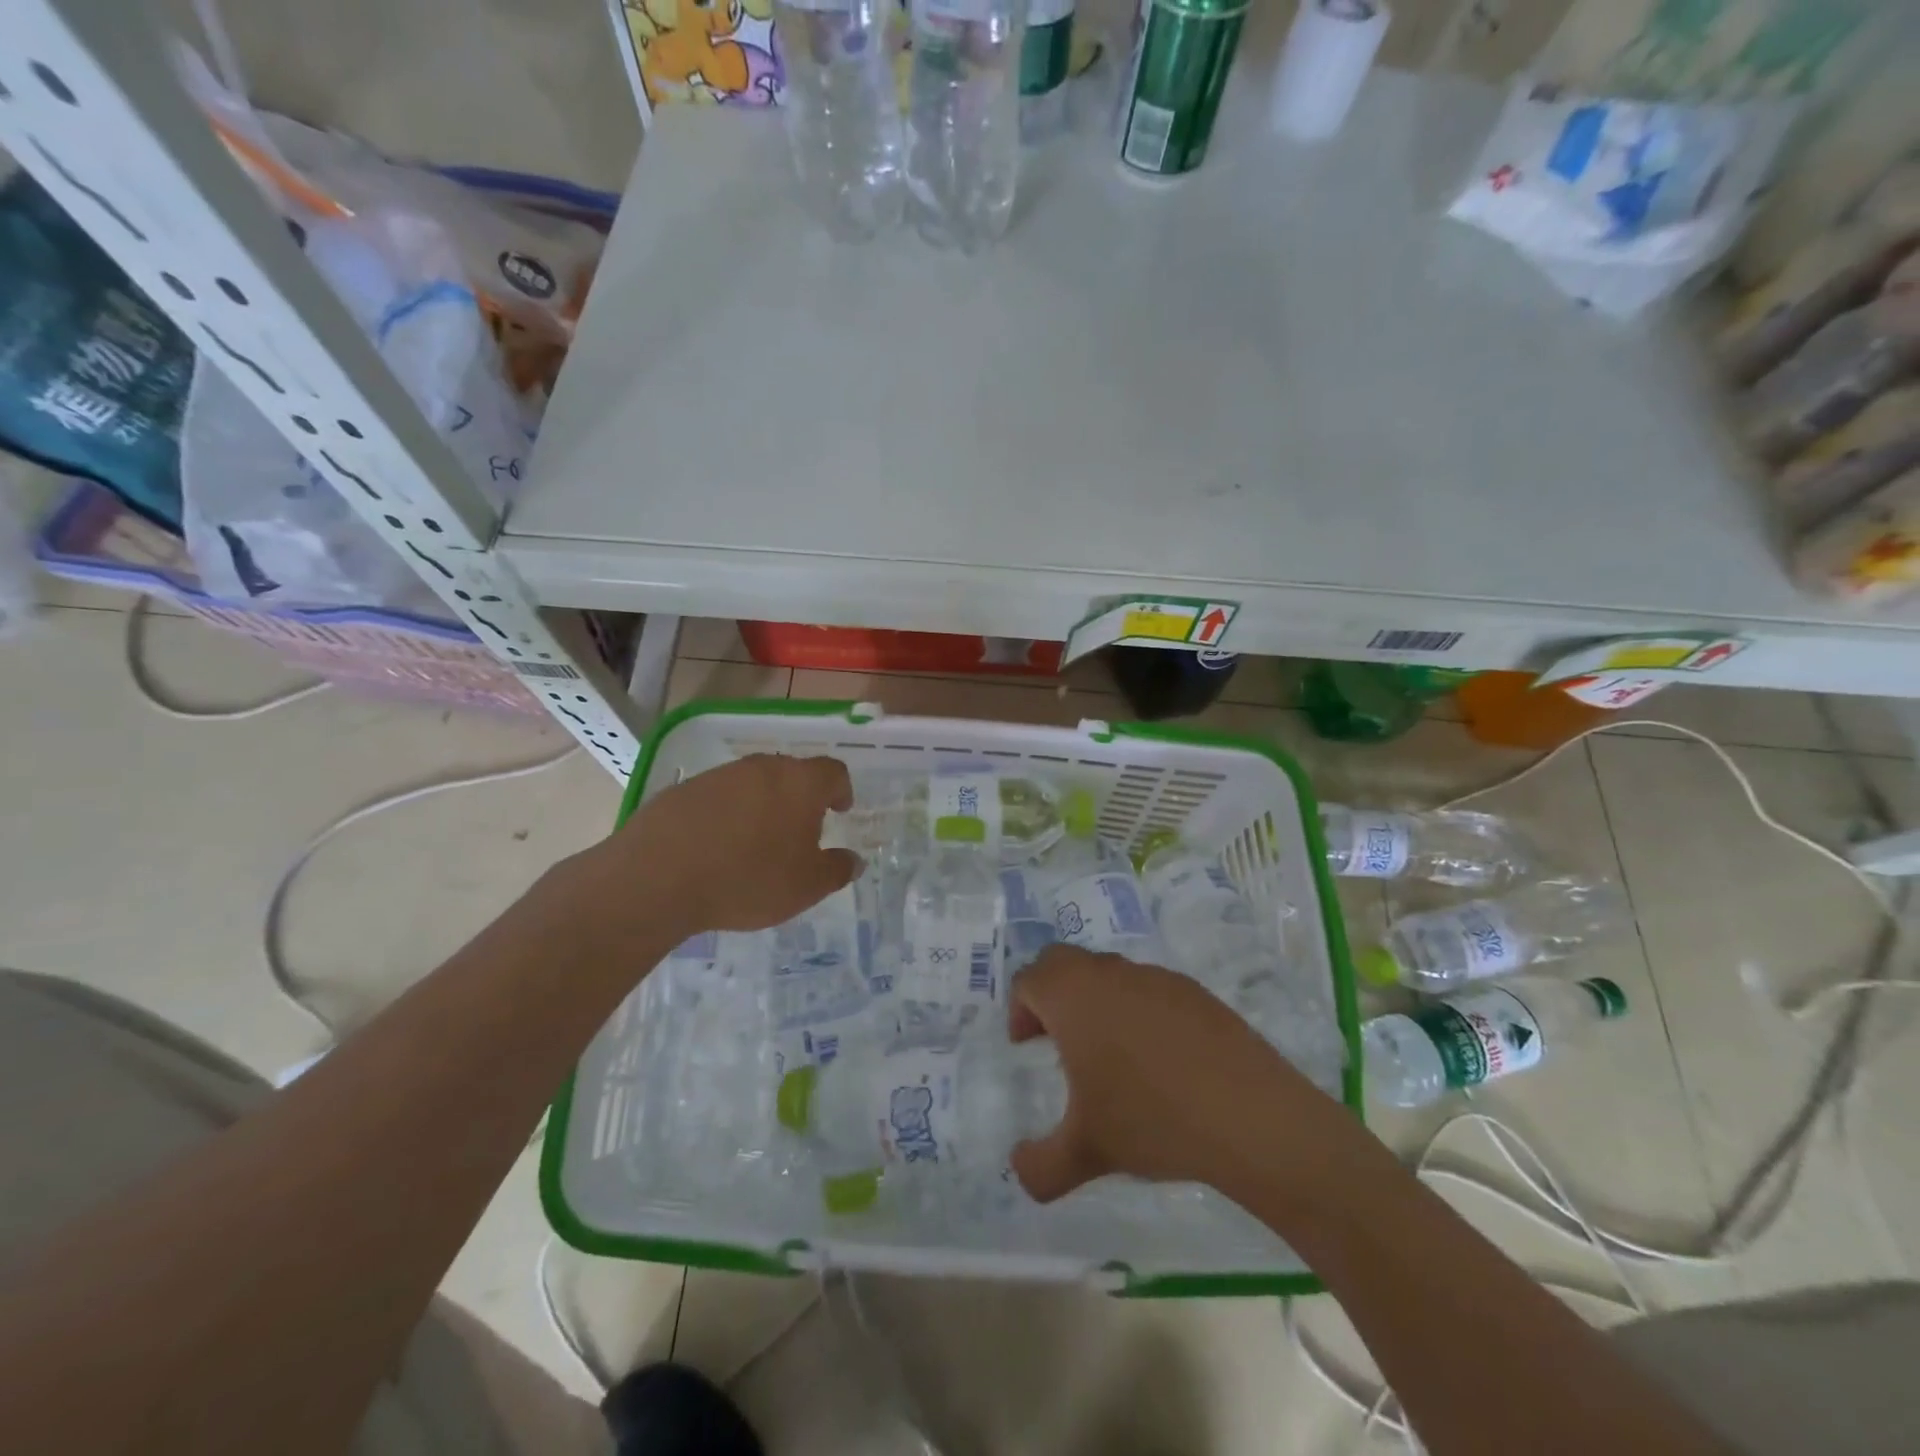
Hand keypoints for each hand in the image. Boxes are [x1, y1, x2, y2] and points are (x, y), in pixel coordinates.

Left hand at [585, 753, 860, 936]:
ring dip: (762, 805)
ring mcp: (719, 775)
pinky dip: (726, 815)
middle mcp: (762, 768)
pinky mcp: (683, 789)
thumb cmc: (748, 879)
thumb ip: (837, 869)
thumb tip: (853, 860)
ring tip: (756, 843)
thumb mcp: (806, 887)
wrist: (658, 877)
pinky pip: (718, 797)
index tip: (839, 810)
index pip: (833, 772)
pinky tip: (717, 848)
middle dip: (801, 798)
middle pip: (792, 773)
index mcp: (800, 783)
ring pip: (753, 783)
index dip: (841, 790)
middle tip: (800, 831)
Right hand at [1006, 947, 1321, 1201]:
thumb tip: (1019, 1168)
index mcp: (1073, 996)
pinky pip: (1149, 988)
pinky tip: (1159, 1060)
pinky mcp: (1194, 991)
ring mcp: (1156, 977)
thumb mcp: (1086, 1152)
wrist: (1250, 1116)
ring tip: (1110, 1056)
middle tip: (1057, 1041)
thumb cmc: (1152, 1120)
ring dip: (1095, 1002)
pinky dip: (1138, 1011)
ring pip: (1108, 973)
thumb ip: (1039, 1165)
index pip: (1029, 980)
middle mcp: (1109, 974)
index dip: (1020, 1010)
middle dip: (1051, 995)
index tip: (1027, 1046)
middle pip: (1063, 963)